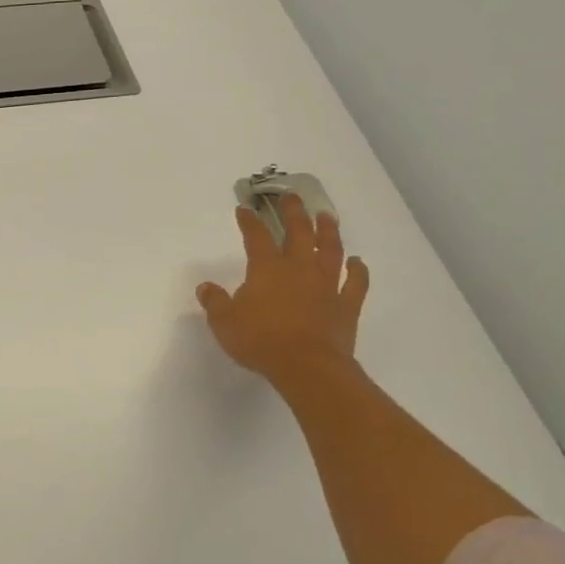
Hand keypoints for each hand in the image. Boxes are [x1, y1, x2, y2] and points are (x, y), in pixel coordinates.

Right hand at [196, 194, 370, 390]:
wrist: (306, 366)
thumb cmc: (260, 341)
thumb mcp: (224, 322)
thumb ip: (215, 302)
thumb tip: (206, 287)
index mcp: (267, 269)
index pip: (256, 237)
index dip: (249, 221)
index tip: (244, 208)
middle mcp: (299, 269)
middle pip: (298, 233)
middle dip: (293, 212)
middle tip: (291, 196)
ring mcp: (326, 285)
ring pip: (330, 250)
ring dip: (328, 231)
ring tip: (326, 215)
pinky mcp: (346, 305)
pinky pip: (356, 283)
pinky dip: (358, 270)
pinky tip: (357, 262)